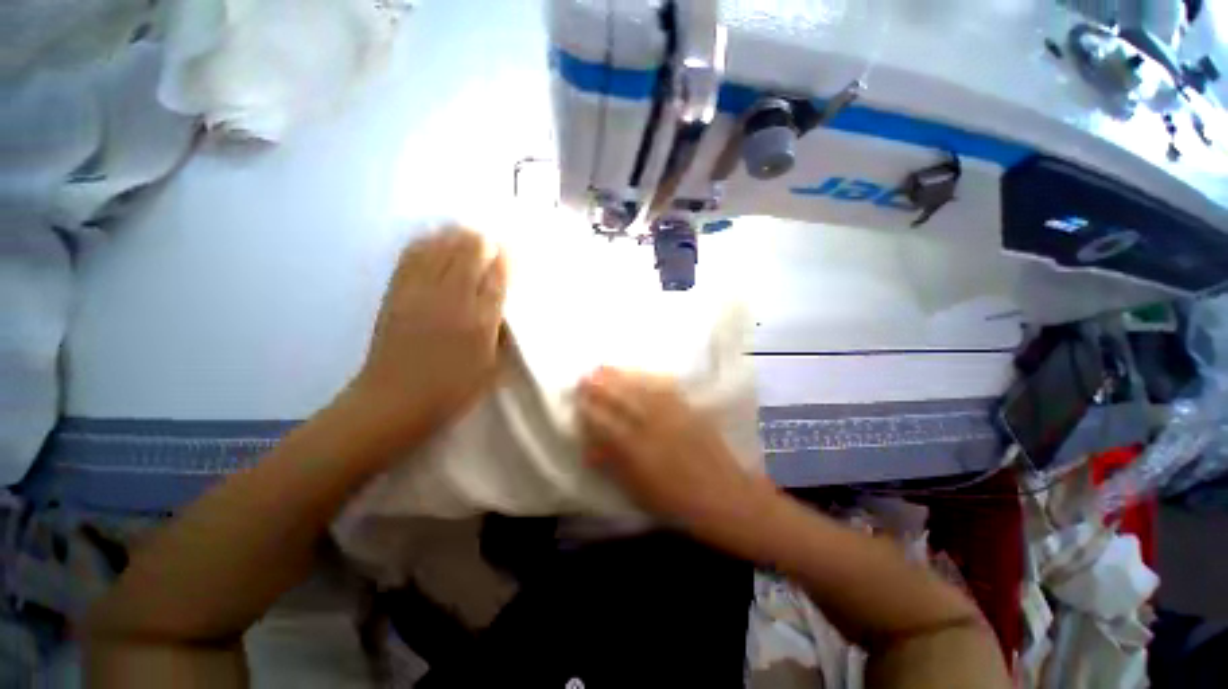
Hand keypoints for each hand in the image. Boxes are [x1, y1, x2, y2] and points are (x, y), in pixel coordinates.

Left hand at [348, 227, 506, 442]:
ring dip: (456, 236)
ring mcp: (420, 293)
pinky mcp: (396, 294)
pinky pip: (412, 257)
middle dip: (483, 242)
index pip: (498, 278)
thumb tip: (503, 308)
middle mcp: (452, 300)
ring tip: (466, 233)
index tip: (511, 251)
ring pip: (441, 249)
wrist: (393, 403)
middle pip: (469, 254)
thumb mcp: (490, 370)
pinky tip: (433, 238)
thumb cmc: (451, 391)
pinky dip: (425, 242)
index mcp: (480, 322)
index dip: (506, 259)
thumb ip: (501, 336)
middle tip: (491, 242)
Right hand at [577, 367, 772, 526]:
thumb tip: (589, 446)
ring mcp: (673, 415)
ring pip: (641, 389)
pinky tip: (639, 374)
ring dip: (621, 377)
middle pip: (622, 399)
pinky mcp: (689, 410)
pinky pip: (665, 388)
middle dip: (601, 386)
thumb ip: (612, 465)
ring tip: (605, 368)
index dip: (589, 409)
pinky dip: (648, 378)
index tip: (578, 399)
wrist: (726, 497)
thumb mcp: (637, 492)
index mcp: (637, 451)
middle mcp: (653, 427)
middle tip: (585, 376)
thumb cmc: (677, 503)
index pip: (605, 422)